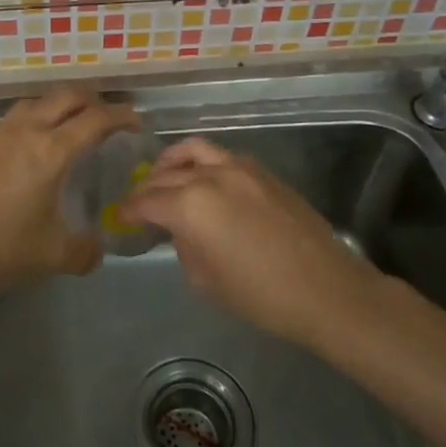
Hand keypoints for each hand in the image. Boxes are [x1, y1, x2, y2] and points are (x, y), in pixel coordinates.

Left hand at [0, 86, 137, 292]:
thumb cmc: (2, 247)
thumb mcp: (53, 255)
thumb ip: (84, 251)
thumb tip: (97, 249)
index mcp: (52, 151)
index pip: (95, 119)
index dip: (121, 116)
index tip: (136, 122)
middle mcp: (27, 132)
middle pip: (66, 97)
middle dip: (93, 100)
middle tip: (108, 117)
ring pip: (37, 101)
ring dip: (61, 104)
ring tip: (72, 123)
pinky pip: (17, 116)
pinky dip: (37, 117)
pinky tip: (34, 142)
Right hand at [122, 137, 378, 345]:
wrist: (326, 289)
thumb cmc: (261, 295)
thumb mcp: (205, 280)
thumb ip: (183, 246)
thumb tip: (179, 229)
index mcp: (191, 206)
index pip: (146, 200)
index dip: (129, 209)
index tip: (120, 215)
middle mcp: (210, 177)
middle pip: (165, 174)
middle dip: (146, 188)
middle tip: (138, 202)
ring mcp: (240, 168)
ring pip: (194, 151)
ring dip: (172, 162)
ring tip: (164, 175)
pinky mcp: (263, 172)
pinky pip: (222, 157)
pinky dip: (203, 164)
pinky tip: (203, 182)